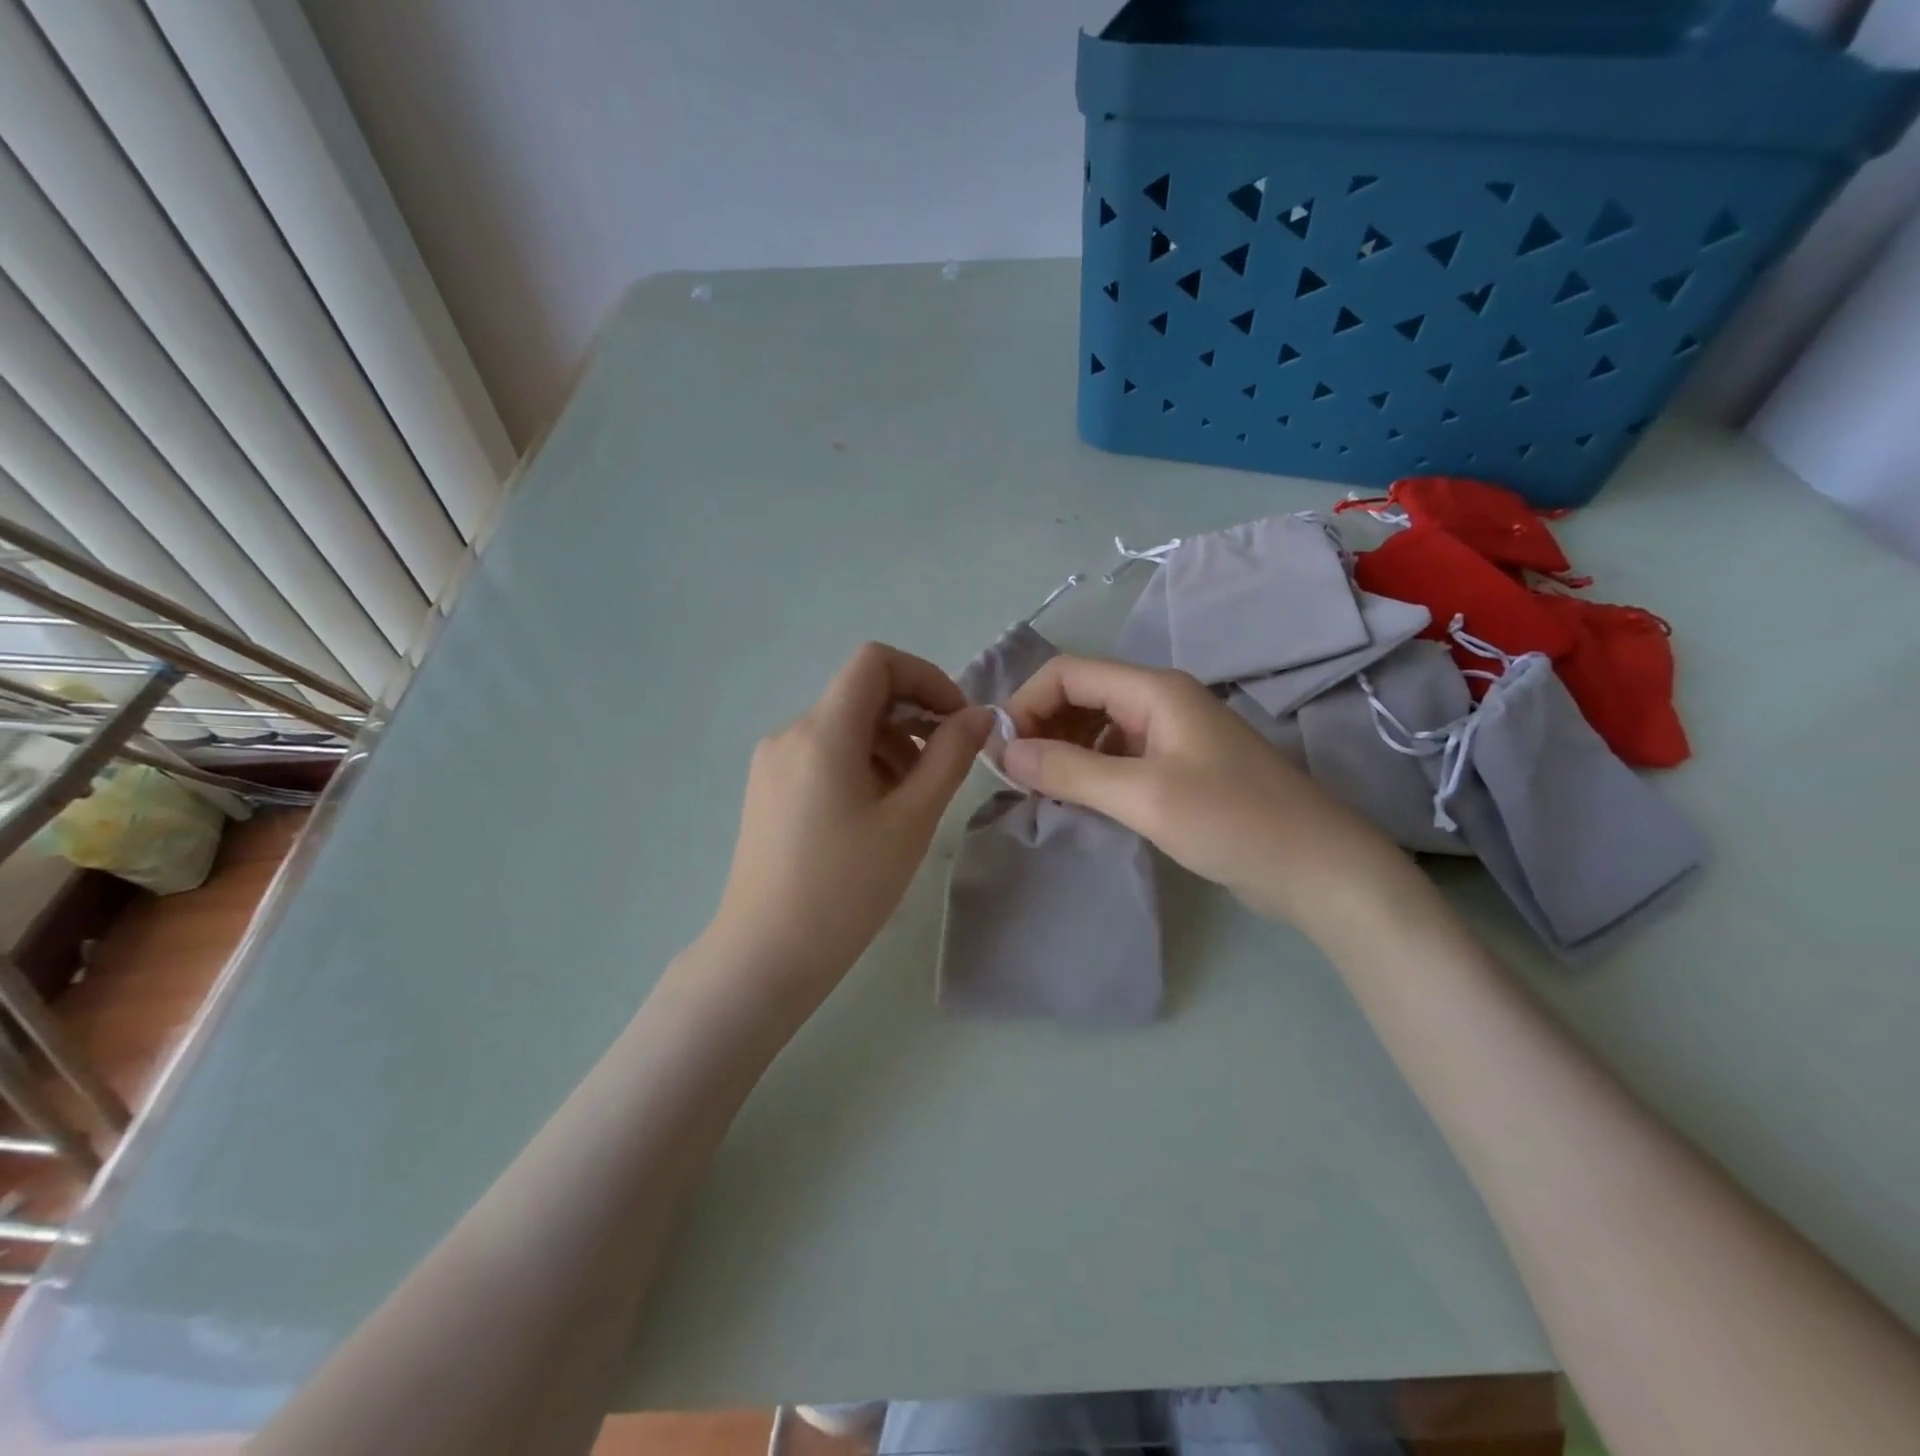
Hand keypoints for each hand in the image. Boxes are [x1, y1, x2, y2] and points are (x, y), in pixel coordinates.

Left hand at [707, 643, 990, 999]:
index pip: (874, 661)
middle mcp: (790, 733)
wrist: (766, 955)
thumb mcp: (911, 820)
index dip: (924, 676)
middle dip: (912, 717)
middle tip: (944, 767)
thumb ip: (950, 757)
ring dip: (889, 744)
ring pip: (843, 726)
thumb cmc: (846, 889)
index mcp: (822, 732)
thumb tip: (979, 715)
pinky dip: (860, 764)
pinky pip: (822, 754)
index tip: (955, 720)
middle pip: (860, 694)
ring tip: (912, 799)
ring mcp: (773, 762)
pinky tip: (876, 811)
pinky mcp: (767, 788)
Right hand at [1001, 656, 1407, 932]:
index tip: (1003, 753)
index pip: (1069, 673)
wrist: (1317, 870)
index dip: (1027, 703)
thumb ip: (1069, 770)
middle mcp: (1161, 702)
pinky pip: (1118, 756)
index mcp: (1154, 691)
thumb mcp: (1143, 796)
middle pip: (1081, 695)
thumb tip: (1004, 752)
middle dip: (1042, 726)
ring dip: (1063, 750)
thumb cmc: (1232, 821)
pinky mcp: (1178, 770)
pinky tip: (1078, 802)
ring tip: (1040, 791)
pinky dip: (1089, 771)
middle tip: (1017, 777)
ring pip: (1097, 727)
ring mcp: (1172, 737)